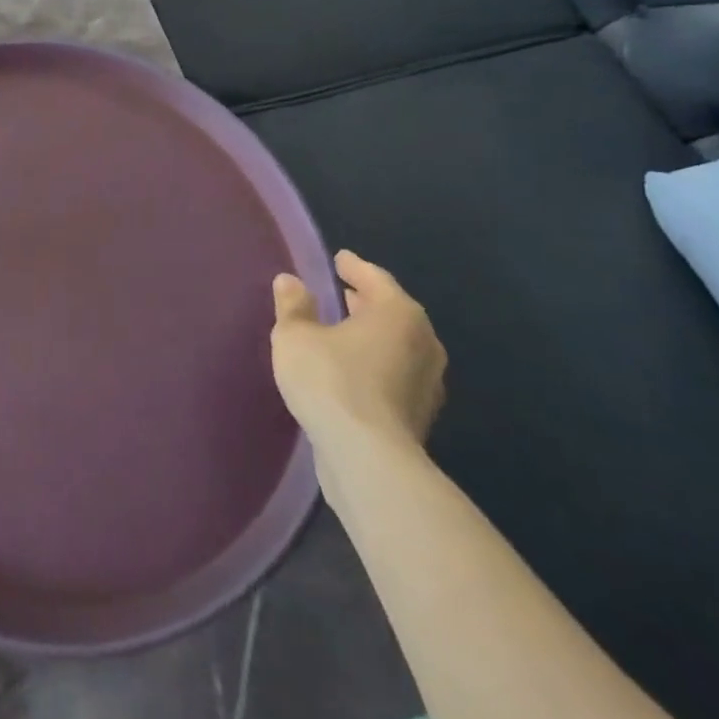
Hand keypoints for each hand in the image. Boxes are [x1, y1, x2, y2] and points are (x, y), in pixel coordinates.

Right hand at [271, 251, 445, 454]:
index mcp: (397, 313)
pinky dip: (376, 364)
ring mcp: (428, 382)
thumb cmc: (331, 381)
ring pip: (397, 345)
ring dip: (373, 335)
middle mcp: (423, 342)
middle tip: (342, 292)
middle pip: (392, 311)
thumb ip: (293, 306)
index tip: (339, 259)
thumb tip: (290, 281)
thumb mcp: (295, 336)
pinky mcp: (420, 415)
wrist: (368, 459)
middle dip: (366, 301)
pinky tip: (352, 370)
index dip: (353, 267)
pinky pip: (395, 374)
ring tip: (344, 331)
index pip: (375, 278)